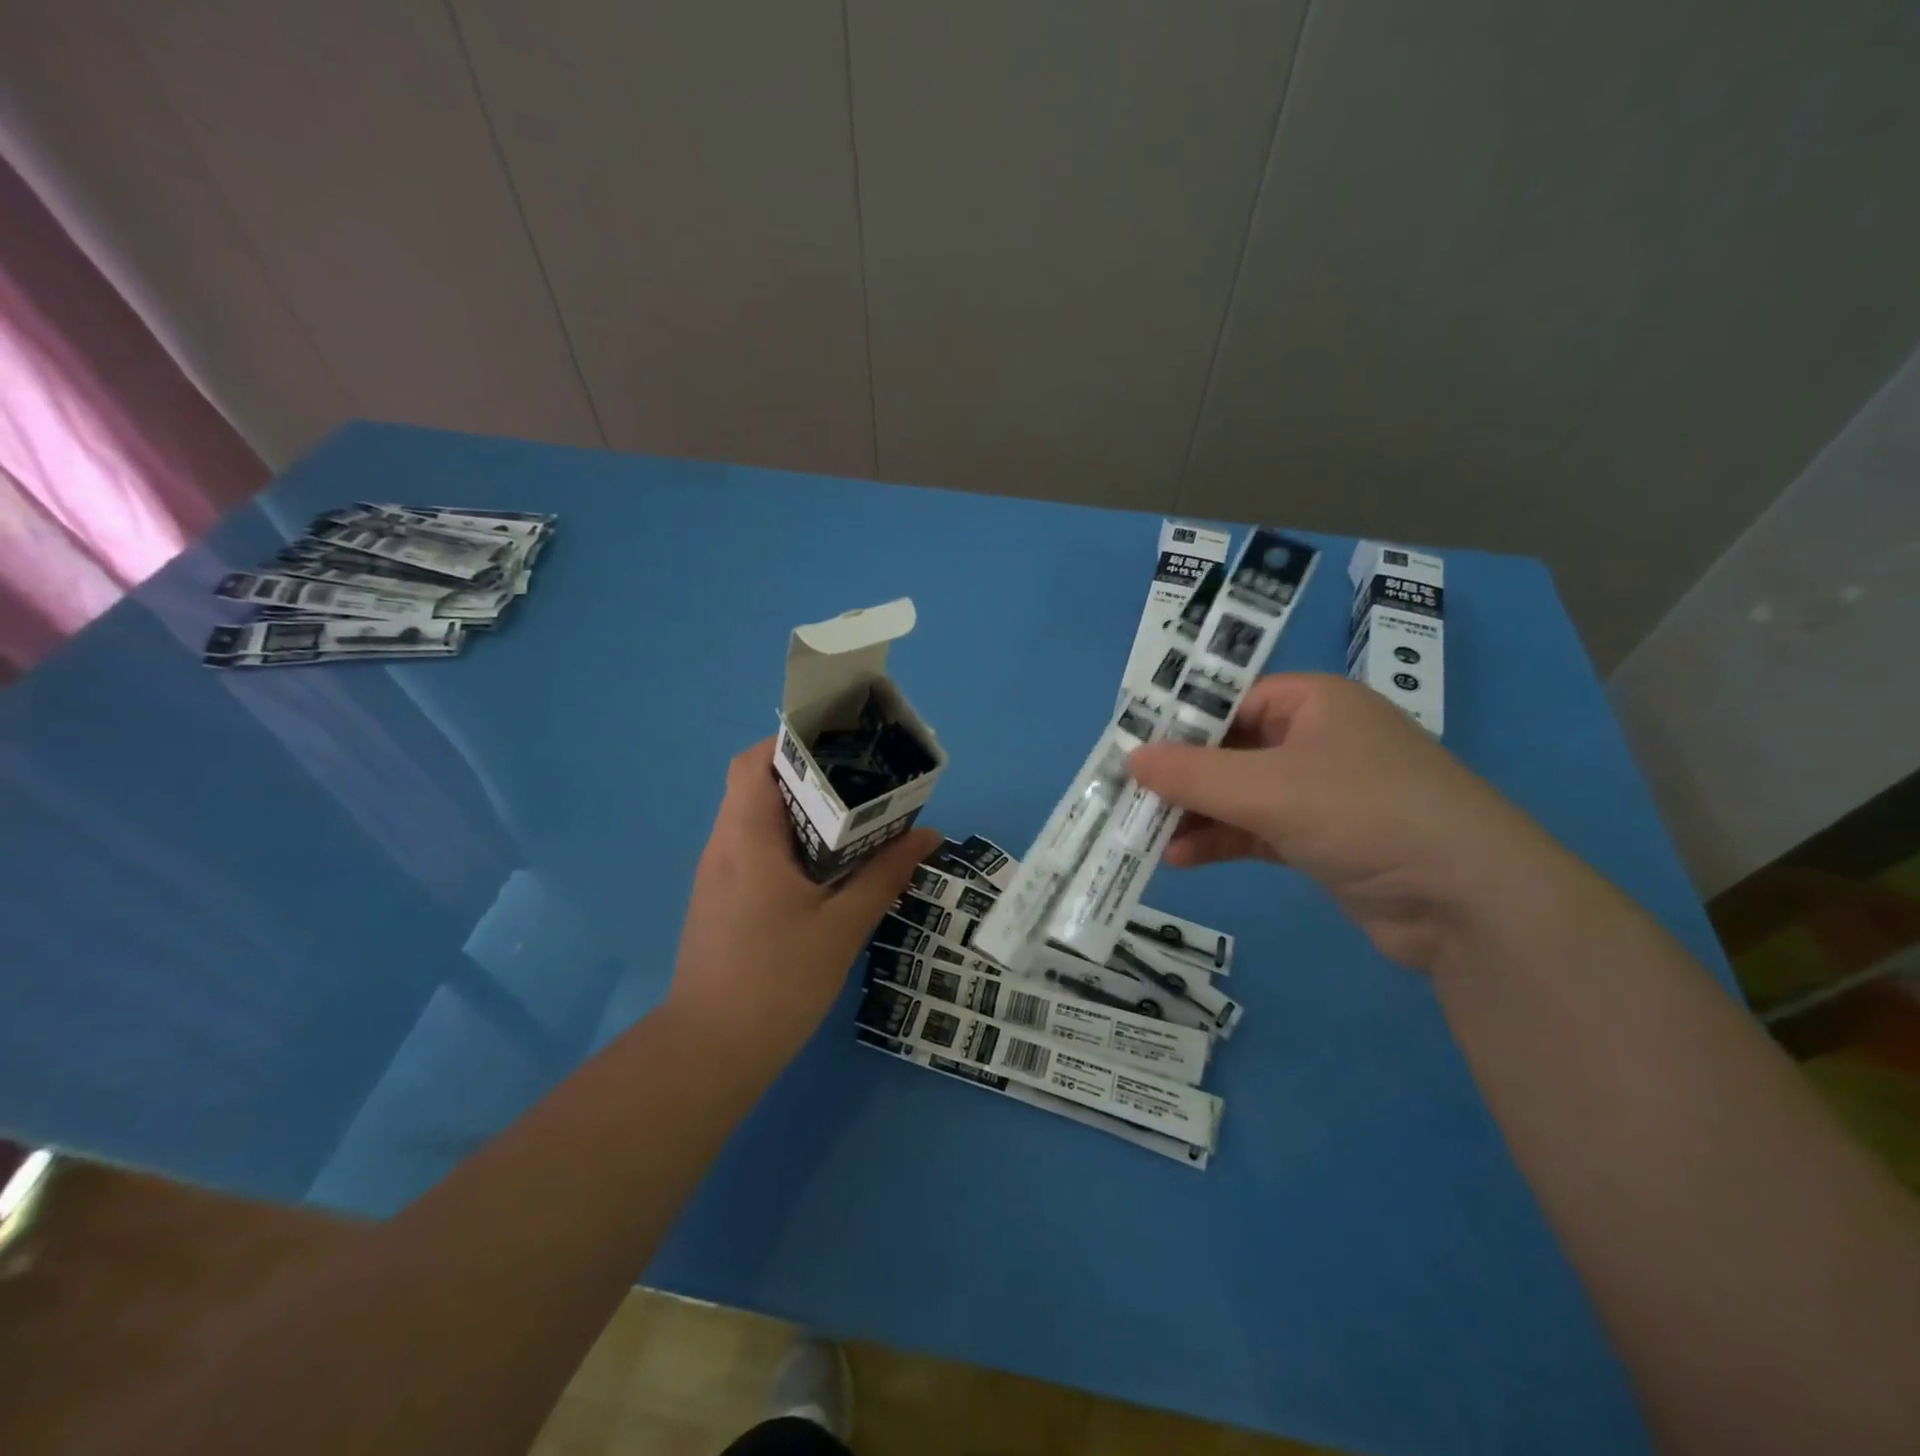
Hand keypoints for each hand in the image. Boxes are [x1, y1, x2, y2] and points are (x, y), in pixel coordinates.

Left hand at [668, 738, 940, 1067]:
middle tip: (864, 782)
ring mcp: (718, 874)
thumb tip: (928, 836)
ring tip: (855, 818)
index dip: (795, 743)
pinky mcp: (722, 899)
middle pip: (758, 785)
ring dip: (802, 810)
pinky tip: (828, 866)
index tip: (843, 747)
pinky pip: (755, 849)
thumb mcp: (842, 927)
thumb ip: (884, 875)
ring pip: (757, 818)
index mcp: (747, 839)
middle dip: (811, 776)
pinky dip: (791, 841)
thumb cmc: (776, 983)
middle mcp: (724, 846)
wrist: (710, 1053)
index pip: (756, 762)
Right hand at [1129, 674, 1555, 969]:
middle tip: (1126, 796)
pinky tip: (1180, 859)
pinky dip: (1220, 840)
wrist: (1470, 903)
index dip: (1178, 722)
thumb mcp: (1270, 788)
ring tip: (1142, 834)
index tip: (1129, 748)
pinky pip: (1255, 830)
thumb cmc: (1367, 814)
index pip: (1229, 699)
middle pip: (1228, 748)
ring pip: (1238, 793)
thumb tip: (1131, 758)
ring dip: (1194, 813)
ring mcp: (1319, 792)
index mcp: (1313, 703)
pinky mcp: (1320, 839)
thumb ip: (1195, 774)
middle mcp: (1315, 739)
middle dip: (1180, 776)